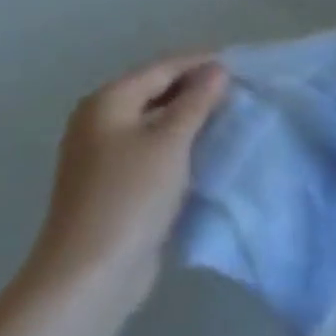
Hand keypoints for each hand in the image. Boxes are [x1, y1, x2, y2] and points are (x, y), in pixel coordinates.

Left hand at [20, 54, 227, 311]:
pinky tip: (208, 150)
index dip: (202, 63)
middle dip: (198, 89)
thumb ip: (196, 101)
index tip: (244, 66)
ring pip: (157, 121)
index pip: (162, 67)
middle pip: (156, 91)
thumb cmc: (131, 196)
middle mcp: (100, 121)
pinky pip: (155, 149)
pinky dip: (181, 144)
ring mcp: (105, 154)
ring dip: (192, 118)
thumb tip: (217, 69)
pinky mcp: (116, 183)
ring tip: (232, 117)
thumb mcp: (170, 141)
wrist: (91, 272)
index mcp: (107, 102)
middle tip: (243, 92)